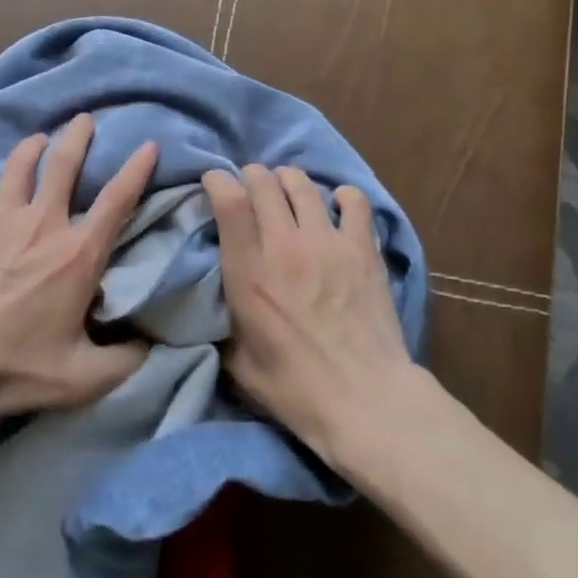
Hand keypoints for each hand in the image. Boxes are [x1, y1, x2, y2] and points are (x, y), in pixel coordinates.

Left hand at [0, 115, 157, 420]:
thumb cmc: (14, 366)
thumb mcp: (82, 378)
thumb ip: (125, 361)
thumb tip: (151, 346)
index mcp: (78, 254)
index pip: (117, 200)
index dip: (137, 169)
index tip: (148, 145)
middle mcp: (42, 223)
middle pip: (63, 164)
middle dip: (78, 136)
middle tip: (84, 119)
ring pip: (18, 165)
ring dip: (31, 147)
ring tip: (38, 139)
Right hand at [203, 164, 414, 464]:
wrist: (364, 400)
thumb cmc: (293, 388)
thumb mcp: (236, 359)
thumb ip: (222, 318)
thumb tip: (214, 298)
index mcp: (249, 272)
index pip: (230, 201)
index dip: (218, 181)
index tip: (214, 182)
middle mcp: (285, 246)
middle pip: (264, 182)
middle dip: (252, 176)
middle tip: (251, 187)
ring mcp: (327, 243)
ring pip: (302, 185)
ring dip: (288, 181)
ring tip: (287, 190)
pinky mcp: (362, 249)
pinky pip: (353, 201)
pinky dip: (341, 196)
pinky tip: (336, 205)